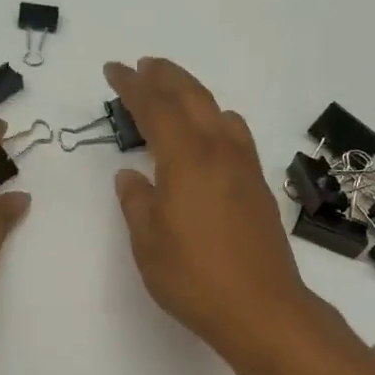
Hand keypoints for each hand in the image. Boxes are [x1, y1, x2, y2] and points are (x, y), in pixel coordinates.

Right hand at [107, 58, 325, 362]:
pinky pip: (235, 135)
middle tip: (143, 66)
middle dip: (165, 77)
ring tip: (174, 95)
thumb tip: (131, 175)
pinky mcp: (258, 188)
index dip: (132, 86)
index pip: (155, 108)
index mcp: (186, 159)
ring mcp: (244, 168)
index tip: (113, 69)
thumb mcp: (148, 242)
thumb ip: (137, 202)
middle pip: (193, 97)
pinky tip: (208, 136)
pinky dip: (214, 119)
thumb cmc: (194, 277)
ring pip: (219, 112)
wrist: (261, 308)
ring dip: (193, 95)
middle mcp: (219, 152)